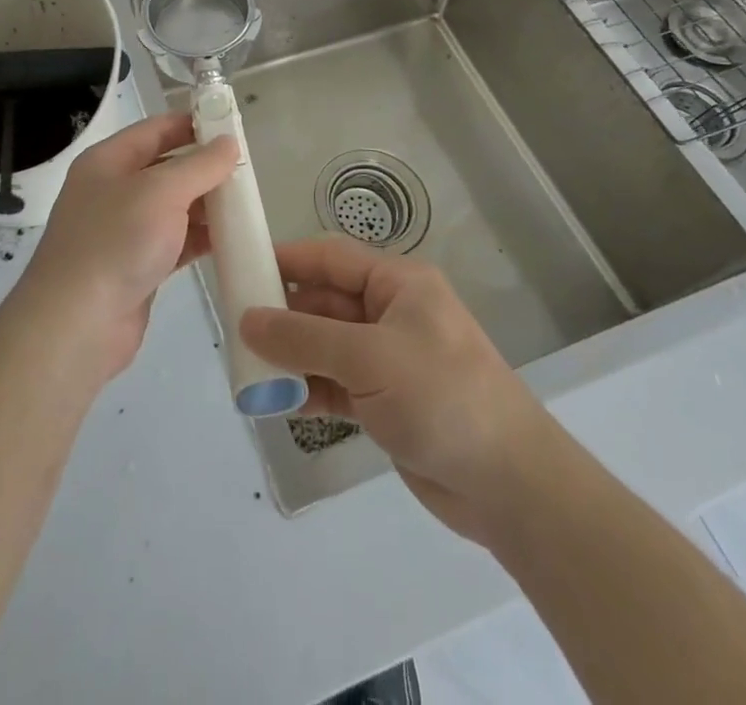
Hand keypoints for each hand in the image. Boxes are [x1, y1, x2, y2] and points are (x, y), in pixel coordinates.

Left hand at [17, 112, 237, 380]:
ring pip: (174, 207)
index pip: (155, 130)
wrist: (76, 325)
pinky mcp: (138, 266)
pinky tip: (232, 239)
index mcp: (108, 161)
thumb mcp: (161, 192)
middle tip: (247, 169)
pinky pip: (176, 241)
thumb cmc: (116, 242)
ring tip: (247, 203)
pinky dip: (201, 238)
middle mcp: (114, 190)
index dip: (191, 124)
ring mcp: (124, 231)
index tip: (231, 124)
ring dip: (207, 204)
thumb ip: (199, 165)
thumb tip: (229, 143)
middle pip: (166, 168)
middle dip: (205, 167)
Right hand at [240, 238, 547, 544]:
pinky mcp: (386, 402)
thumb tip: (246, 319)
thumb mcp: (369, 358)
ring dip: (291, 358)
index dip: (286, 260)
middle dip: (282, 316)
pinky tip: (278, 402)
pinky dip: (308, 390)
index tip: (240, 269)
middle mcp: (391, 314)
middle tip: (234, 330)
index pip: (330, 258)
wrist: (510, 486)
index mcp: (398, 284)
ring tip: (247, 371)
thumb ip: (304, 337)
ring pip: (326, 346)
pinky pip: (335, 384)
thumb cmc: (442, 397)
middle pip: (324, 303)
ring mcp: (389, 360)